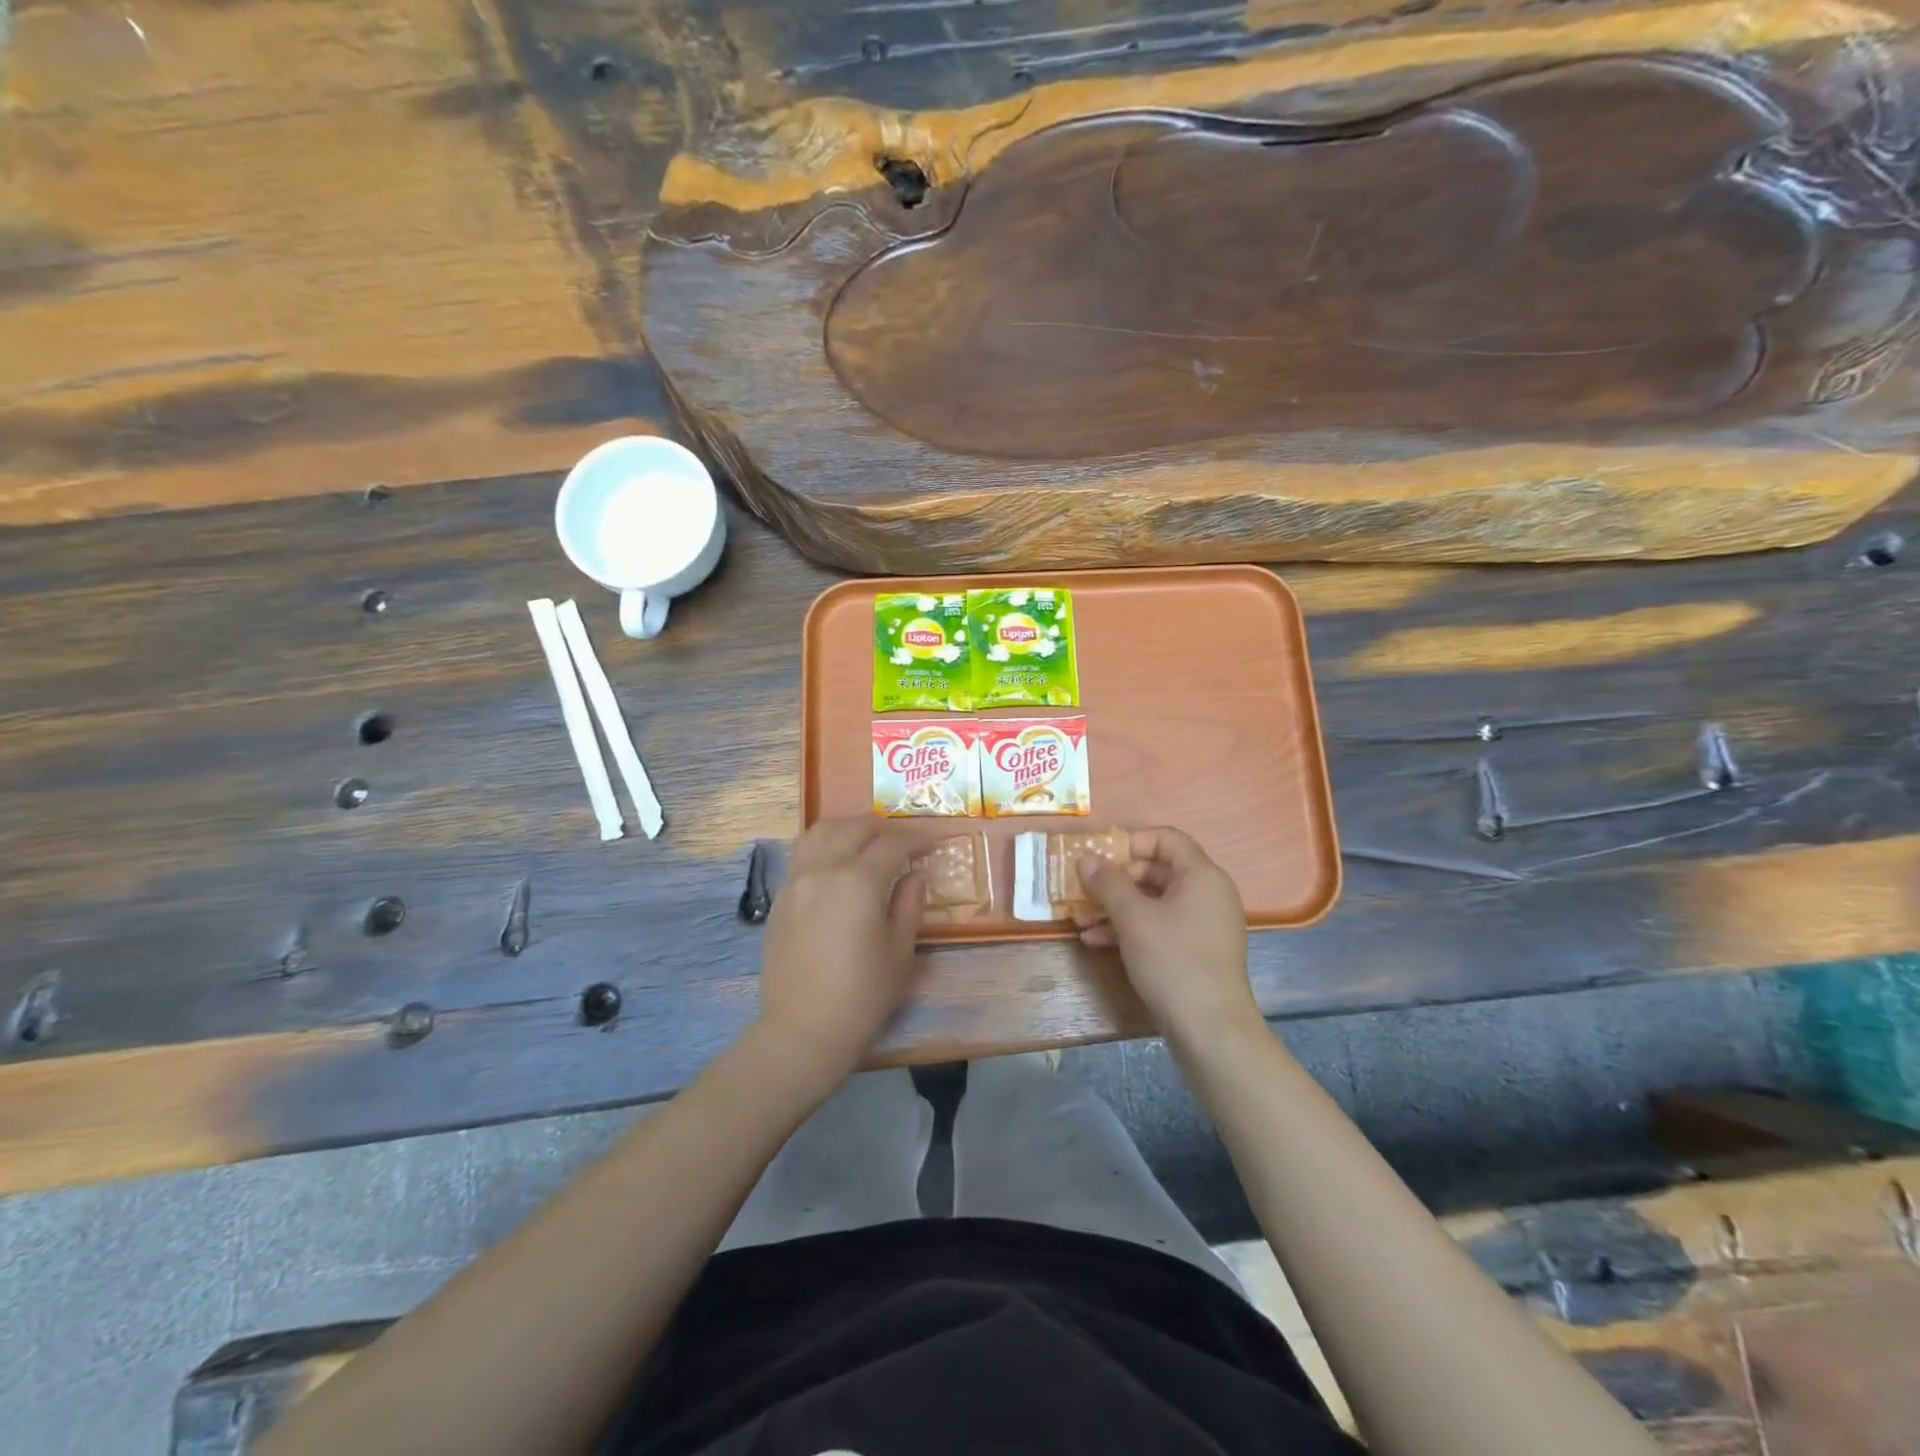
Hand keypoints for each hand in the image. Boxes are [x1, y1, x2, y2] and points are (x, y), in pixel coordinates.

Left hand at [755, 816, 939, 1080]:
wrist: (803, 1030)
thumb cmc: (862, 995)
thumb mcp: (900, 951)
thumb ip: (909, 903)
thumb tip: (915, 873)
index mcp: (859, 881)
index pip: (892, 843)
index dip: (917, 838)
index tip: (935, 841)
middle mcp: (824, 869)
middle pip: (855, 827)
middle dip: (884, 827)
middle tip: (905, 840)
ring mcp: (797, 880)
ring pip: (821, 830)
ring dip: (850, 827)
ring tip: (868, 840)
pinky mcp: (780, 896)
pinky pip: (803, 853)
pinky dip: (825, 844)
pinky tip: (838, 861)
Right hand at [1074, 827, 1259, 1041]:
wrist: (1210, 1030)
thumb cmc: (1173, 960)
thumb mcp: (1133, 918)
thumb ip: (1108, 883)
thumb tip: (1086, 858)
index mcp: (1201, 875)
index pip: (1166, 838)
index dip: (1130, 842)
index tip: (1098, 857)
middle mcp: (1207, 893)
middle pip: (1156, 870)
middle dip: (1115, 880)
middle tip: (1082, 889)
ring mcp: (1203, 924)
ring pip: (1153, 902)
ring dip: (1115, 907)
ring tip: (1080, 919)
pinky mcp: (1195, 951)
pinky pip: (1160, 926)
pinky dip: (1130, 928)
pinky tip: (1095, 941)